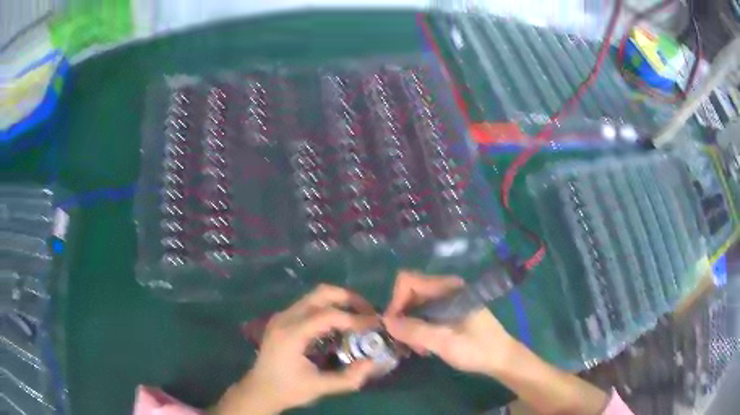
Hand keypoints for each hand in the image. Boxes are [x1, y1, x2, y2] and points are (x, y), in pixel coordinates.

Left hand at [215, 285, 380, 414]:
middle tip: (368, 313)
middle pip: (321, 293)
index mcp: (291, 334)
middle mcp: (285, 318)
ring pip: (315, 296)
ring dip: (339, 302)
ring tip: (357, 319)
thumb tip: (373, 363)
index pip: (328, 315)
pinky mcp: (283, 319)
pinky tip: (338, 326)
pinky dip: (328, 308)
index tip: (375, 325)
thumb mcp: (319, 387)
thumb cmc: (287, 390)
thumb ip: (348, 378)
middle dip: (348, 299)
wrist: (259, 390)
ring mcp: (282, 316)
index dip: (354, 319)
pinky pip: (309, 305)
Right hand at [383, 271, 517, 376]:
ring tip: (418, 348)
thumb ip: (415, 331)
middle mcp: (446, 289)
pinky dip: (419, 329)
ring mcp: (448, 300)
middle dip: (402, 317)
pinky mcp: (449, 312)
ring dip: (410, 326)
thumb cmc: (477, 349)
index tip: (393, 326)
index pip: (408, 281)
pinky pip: (424, 315)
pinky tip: (426, 346)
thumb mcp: (445, 342)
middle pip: (410, 294)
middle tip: (406, 342)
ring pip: (415, 306)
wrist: (502, 358)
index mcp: (448, 289)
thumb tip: (386, 322)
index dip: (396, 301)